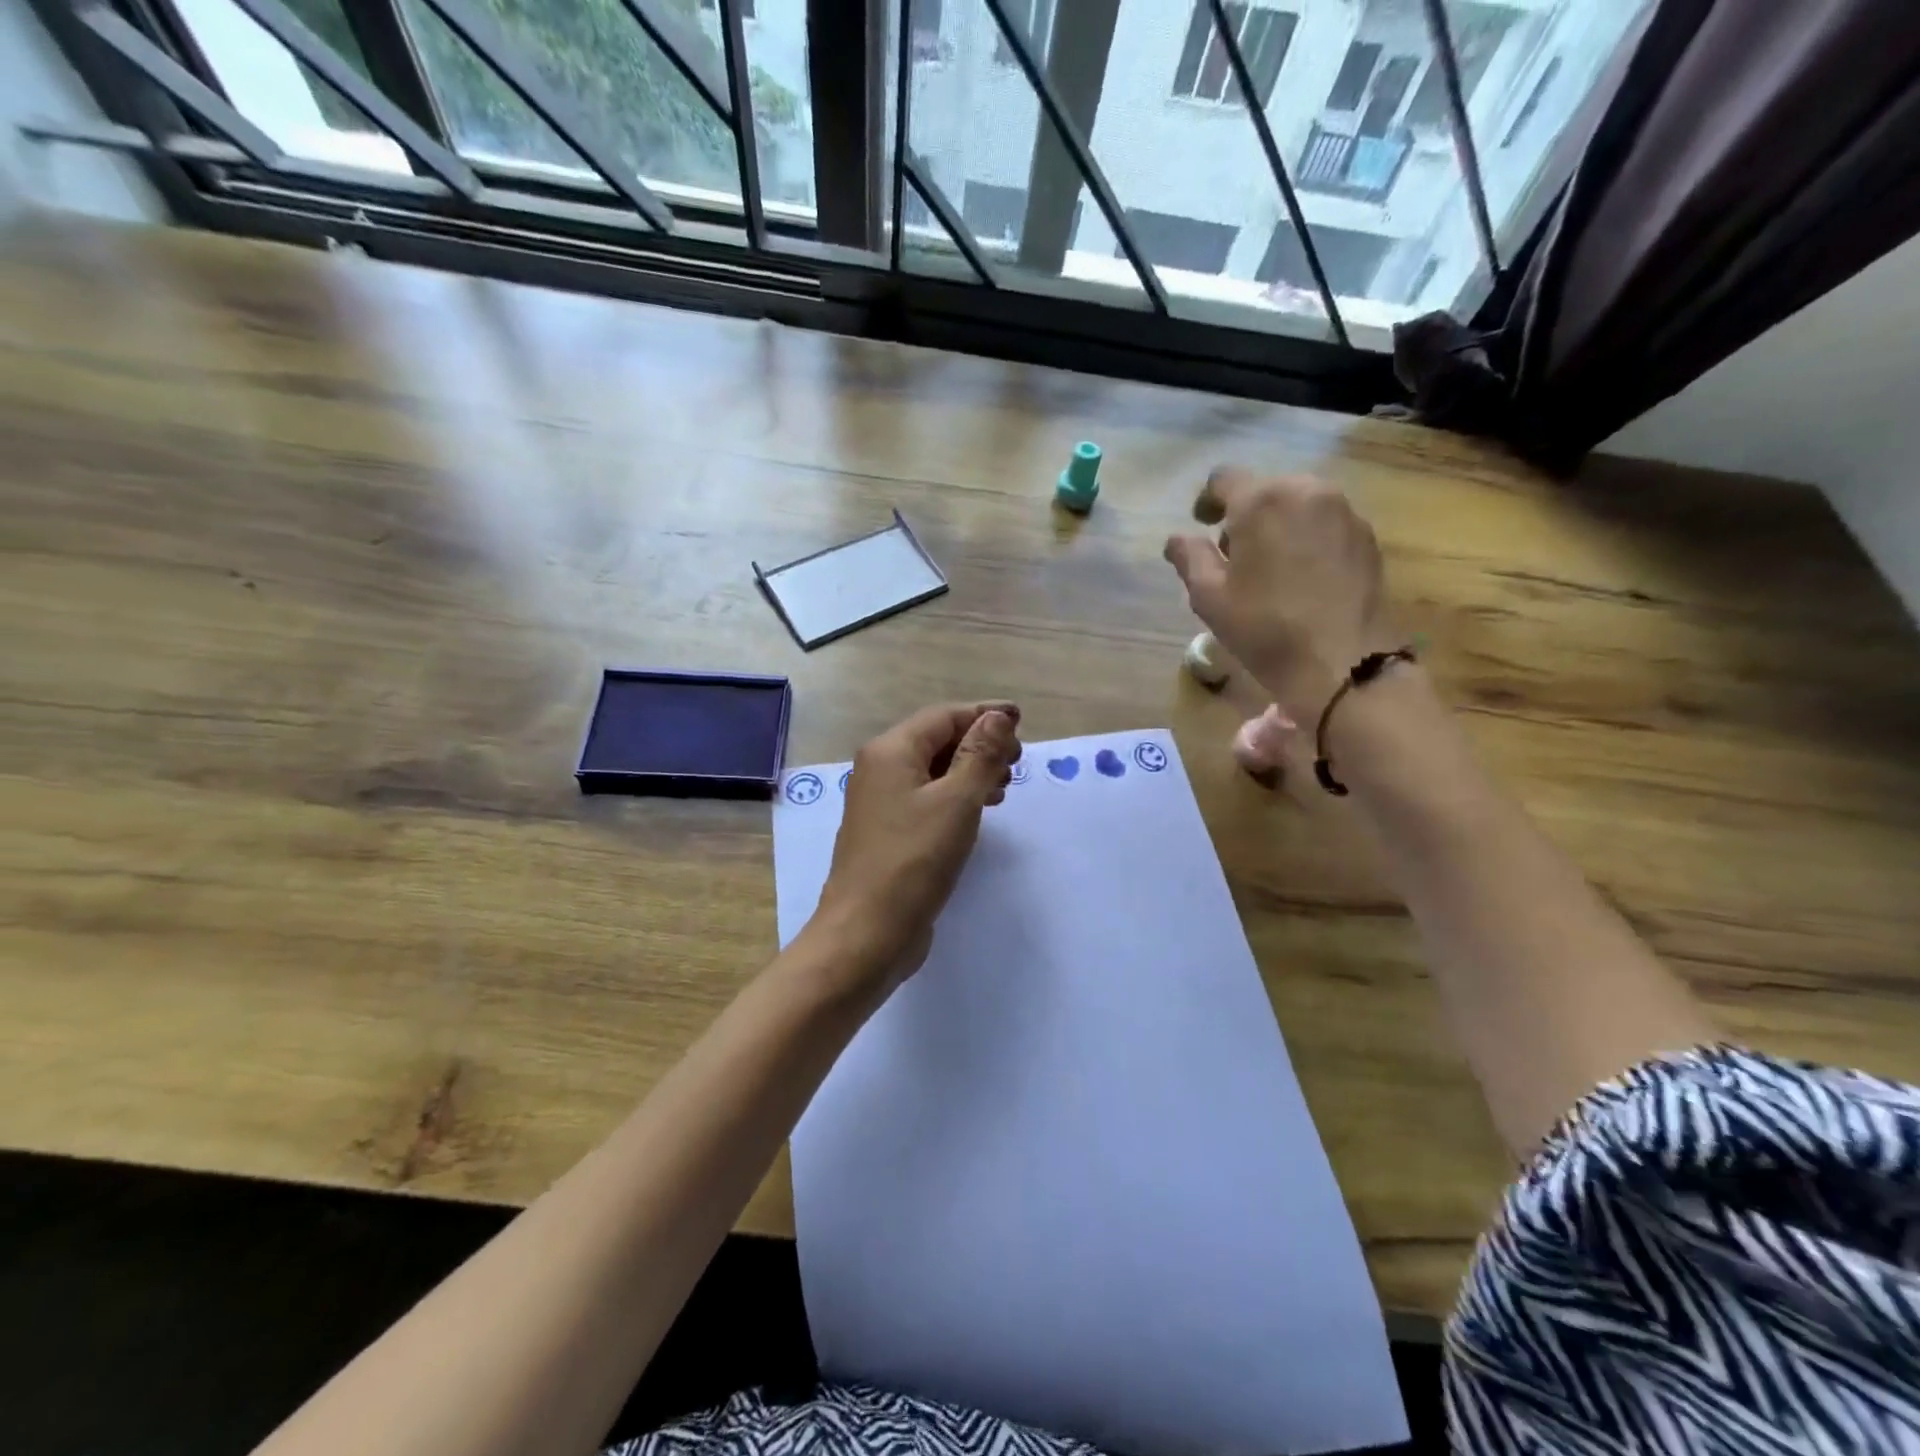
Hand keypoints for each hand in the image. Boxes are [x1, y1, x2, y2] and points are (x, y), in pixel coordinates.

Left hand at [810, 702, 1021, 999]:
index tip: (1021, 721)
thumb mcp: (957, 801)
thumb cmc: (914, 860)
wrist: (867, 933)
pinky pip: (927, 799)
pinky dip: (955, 797)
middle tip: (1018, 761)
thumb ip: (980, 755)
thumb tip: (998, 717)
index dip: (984, 714)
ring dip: (970, 772)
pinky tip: (977, 813)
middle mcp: (880, 769)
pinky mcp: (889, 833)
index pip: (943, 716)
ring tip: (1004, 787)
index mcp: (890, 751)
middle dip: (979, 744)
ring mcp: (881, 803)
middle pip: (936, 740)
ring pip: (933, 772)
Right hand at [1163, 468, 1388, 724]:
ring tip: (1269, 566)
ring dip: (1277, 524)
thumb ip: (1189, 557)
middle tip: (1234, 555)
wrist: (1343, 661)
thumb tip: (1177, 539)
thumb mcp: (1209, 596)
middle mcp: (1306, 491)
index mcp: (1261, 501)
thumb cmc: (1264, 627)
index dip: (1207, 500)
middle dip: (1245, 514)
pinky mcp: (1366, 535)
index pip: (1224, 478)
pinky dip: (1306, 537)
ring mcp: (1343, 510)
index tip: (1202, 524)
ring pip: (1297, 503)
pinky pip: (1325, 522)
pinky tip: (1302, 576)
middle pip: (1264, 489)